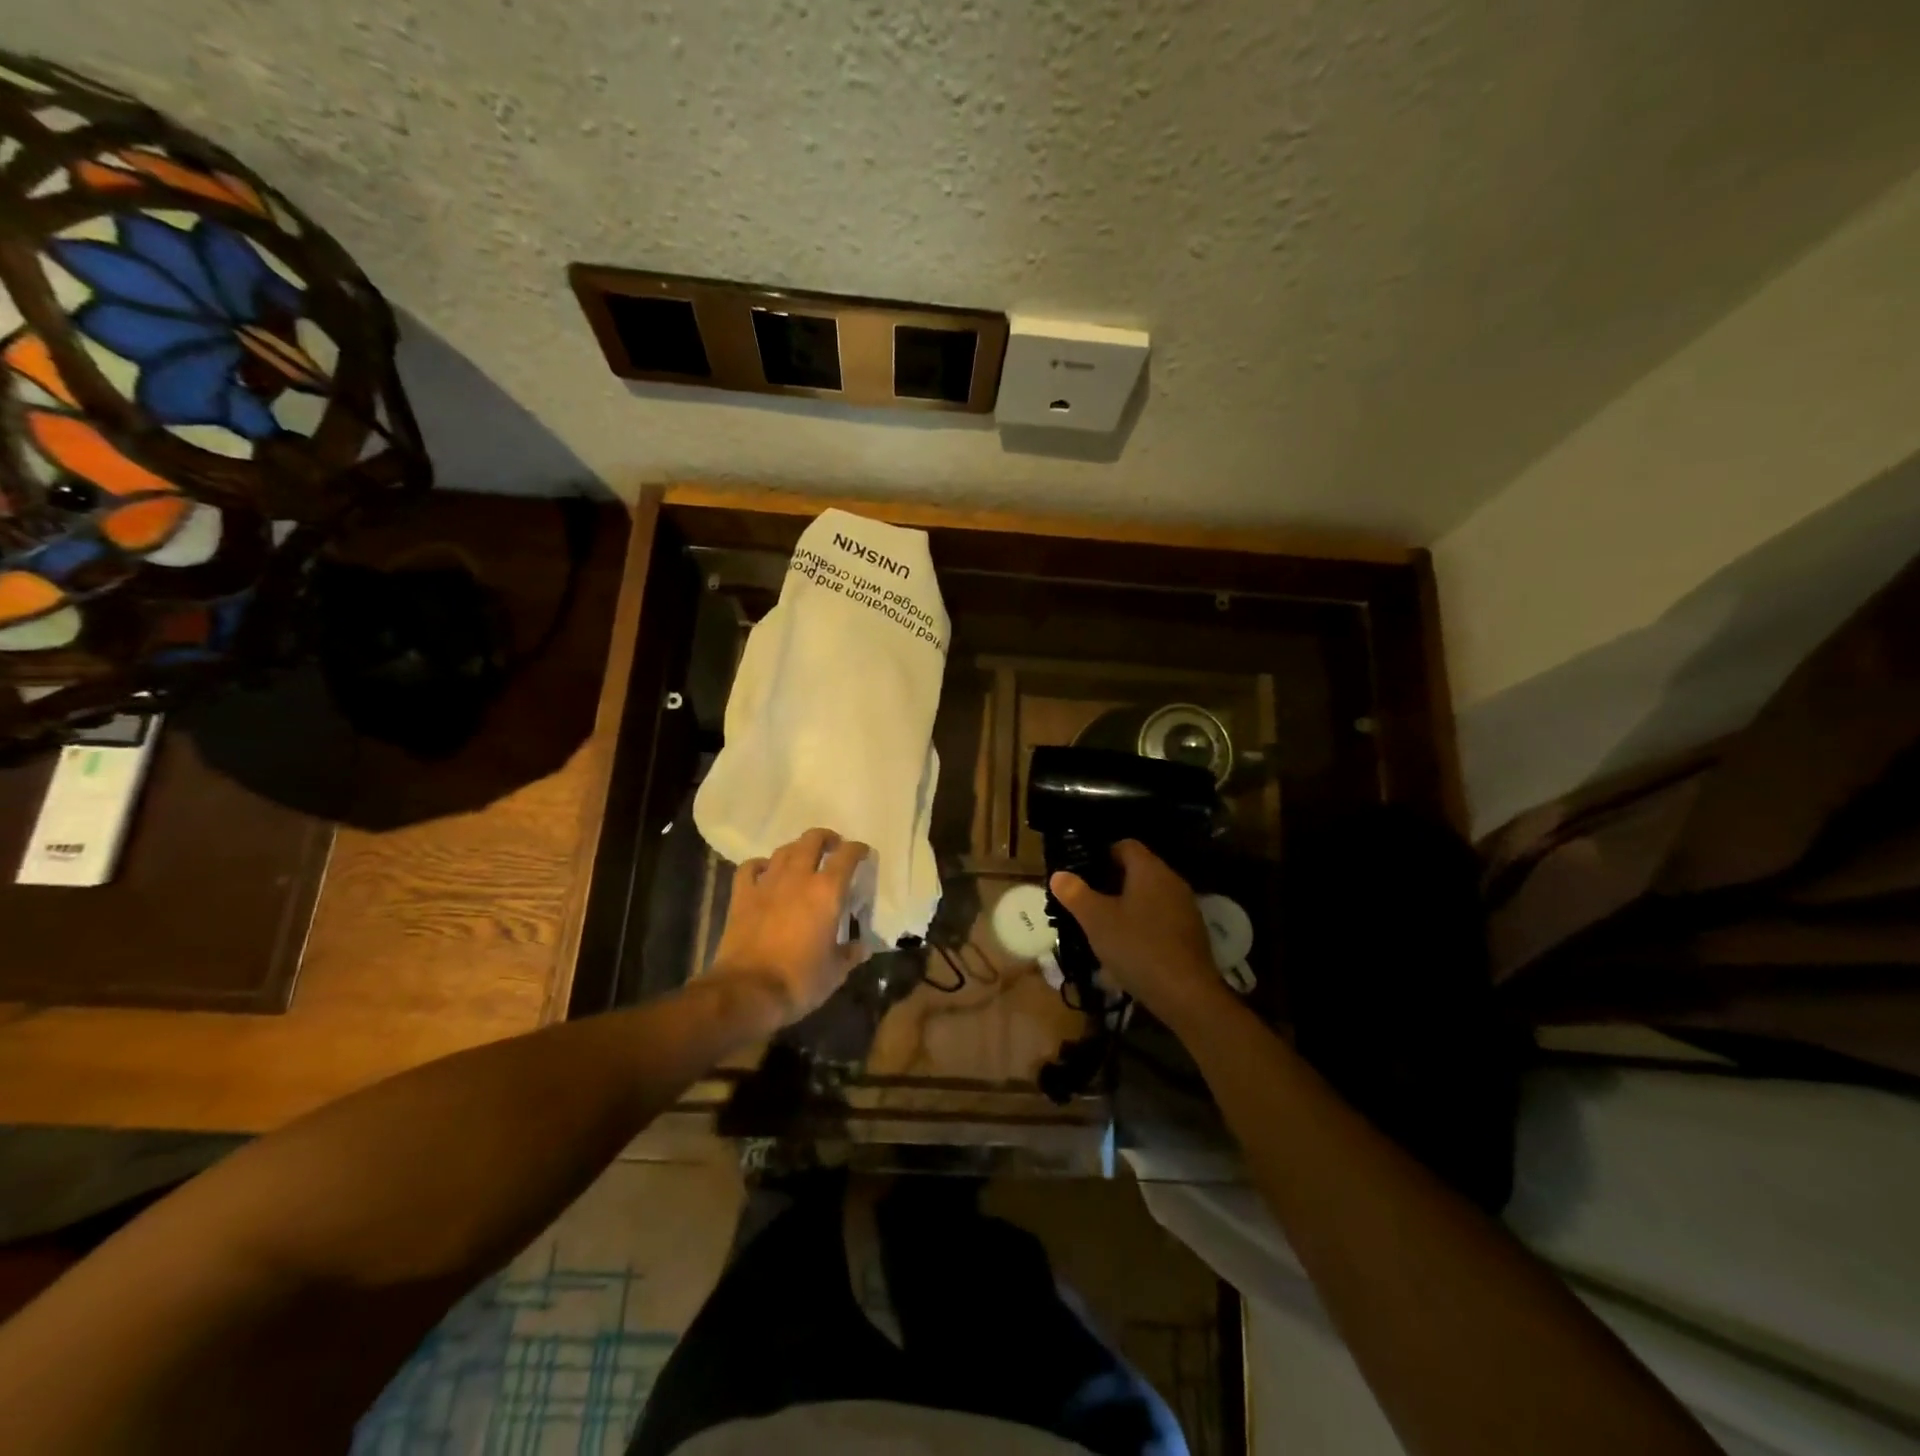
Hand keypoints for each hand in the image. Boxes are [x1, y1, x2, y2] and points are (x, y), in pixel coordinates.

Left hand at [710, 827, 871, 1029]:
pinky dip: (761, 865)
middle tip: (833, 846)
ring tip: (804, 857)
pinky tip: (765, 872)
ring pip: (784, 850)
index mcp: (827, 892)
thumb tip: (862, 948)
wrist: (747, 991)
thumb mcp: (835, 972)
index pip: (847, 856)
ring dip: (797, 849)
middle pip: (812, 840)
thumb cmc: (799, 980)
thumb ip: (850, 954)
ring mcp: (767, 884)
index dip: (857, 850)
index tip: (863, 852)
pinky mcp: (742, 896)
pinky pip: (750, 868)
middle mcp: (798, 878)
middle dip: (826, 838)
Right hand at [1050, 840, 1231, 1031]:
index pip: (1124, 845)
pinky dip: (1142, 924)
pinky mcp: (1190, 933)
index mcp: (1149, 869)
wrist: (1187, 994)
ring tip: (1103, 926)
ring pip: (1148, 895)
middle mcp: (1171, 880)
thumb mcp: (1096, 920)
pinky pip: (1160, 917)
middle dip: (1110, 883)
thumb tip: (1059, 874)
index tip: (1082, 875)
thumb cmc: (1137, 947)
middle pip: (1137, 870)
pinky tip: (1128, 947)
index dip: (1101, 855)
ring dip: (1126, 905)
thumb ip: (1075, 894)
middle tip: (1086, 902)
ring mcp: (1185, 907)